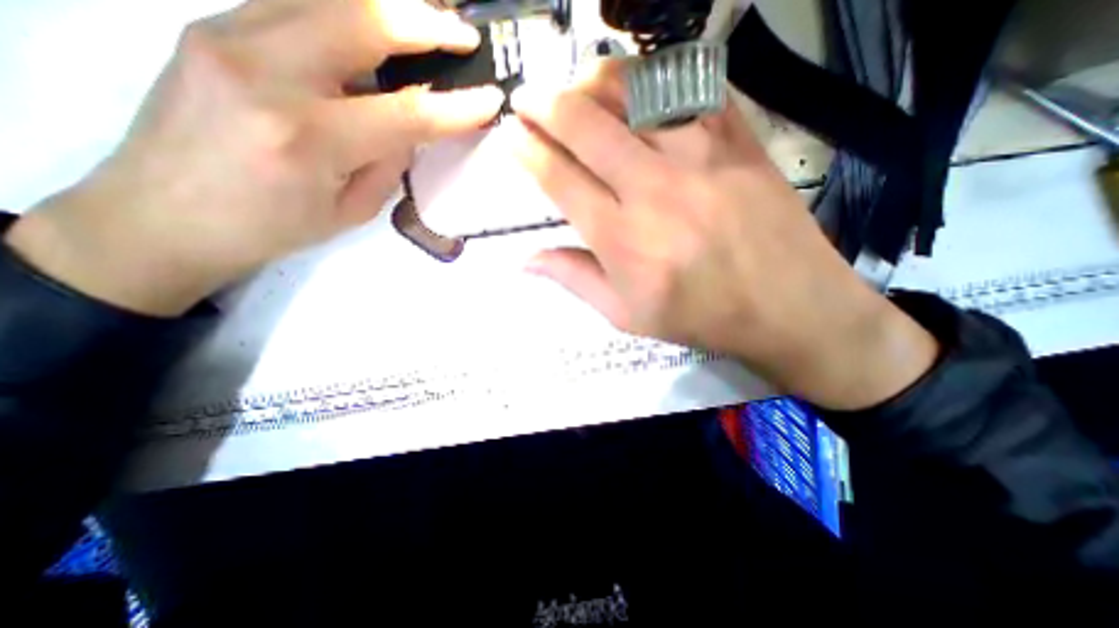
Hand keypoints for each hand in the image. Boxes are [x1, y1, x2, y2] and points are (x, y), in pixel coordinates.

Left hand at [2, 0, 501, 315]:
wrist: (161, 215)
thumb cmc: (273, 228)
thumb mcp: (350, 210)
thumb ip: (387, 162)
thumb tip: (411, 126)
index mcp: (310, 140)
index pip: (406, 114)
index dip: (456, 107)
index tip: (491, 99)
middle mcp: (267, 74)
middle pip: (362, 21)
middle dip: (426, 23)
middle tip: (464, 33)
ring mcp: (228, 36)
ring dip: (387, 6)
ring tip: (428, 16)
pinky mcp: (212, 26)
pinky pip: (294, 3)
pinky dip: (345, 10)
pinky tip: (373, 25)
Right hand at [511, 62, 936, 409]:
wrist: (787, 306)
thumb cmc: (698, 316)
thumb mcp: (626, 314)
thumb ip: (574, 279)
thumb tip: (525, 261)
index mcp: (621, 237)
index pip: (559, 178)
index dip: (527, 150)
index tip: (510, 134)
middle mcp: (653, 188)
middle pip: (586, 124)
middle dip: (545, 104)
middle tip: (527, 98)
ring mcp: (700, 155)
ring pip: (633, 91)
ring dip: (592, 80)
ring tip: (575, 85)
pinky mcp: (738, 138)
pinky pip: (690, 86)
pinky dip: (654, 75)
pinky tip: (637, 84)